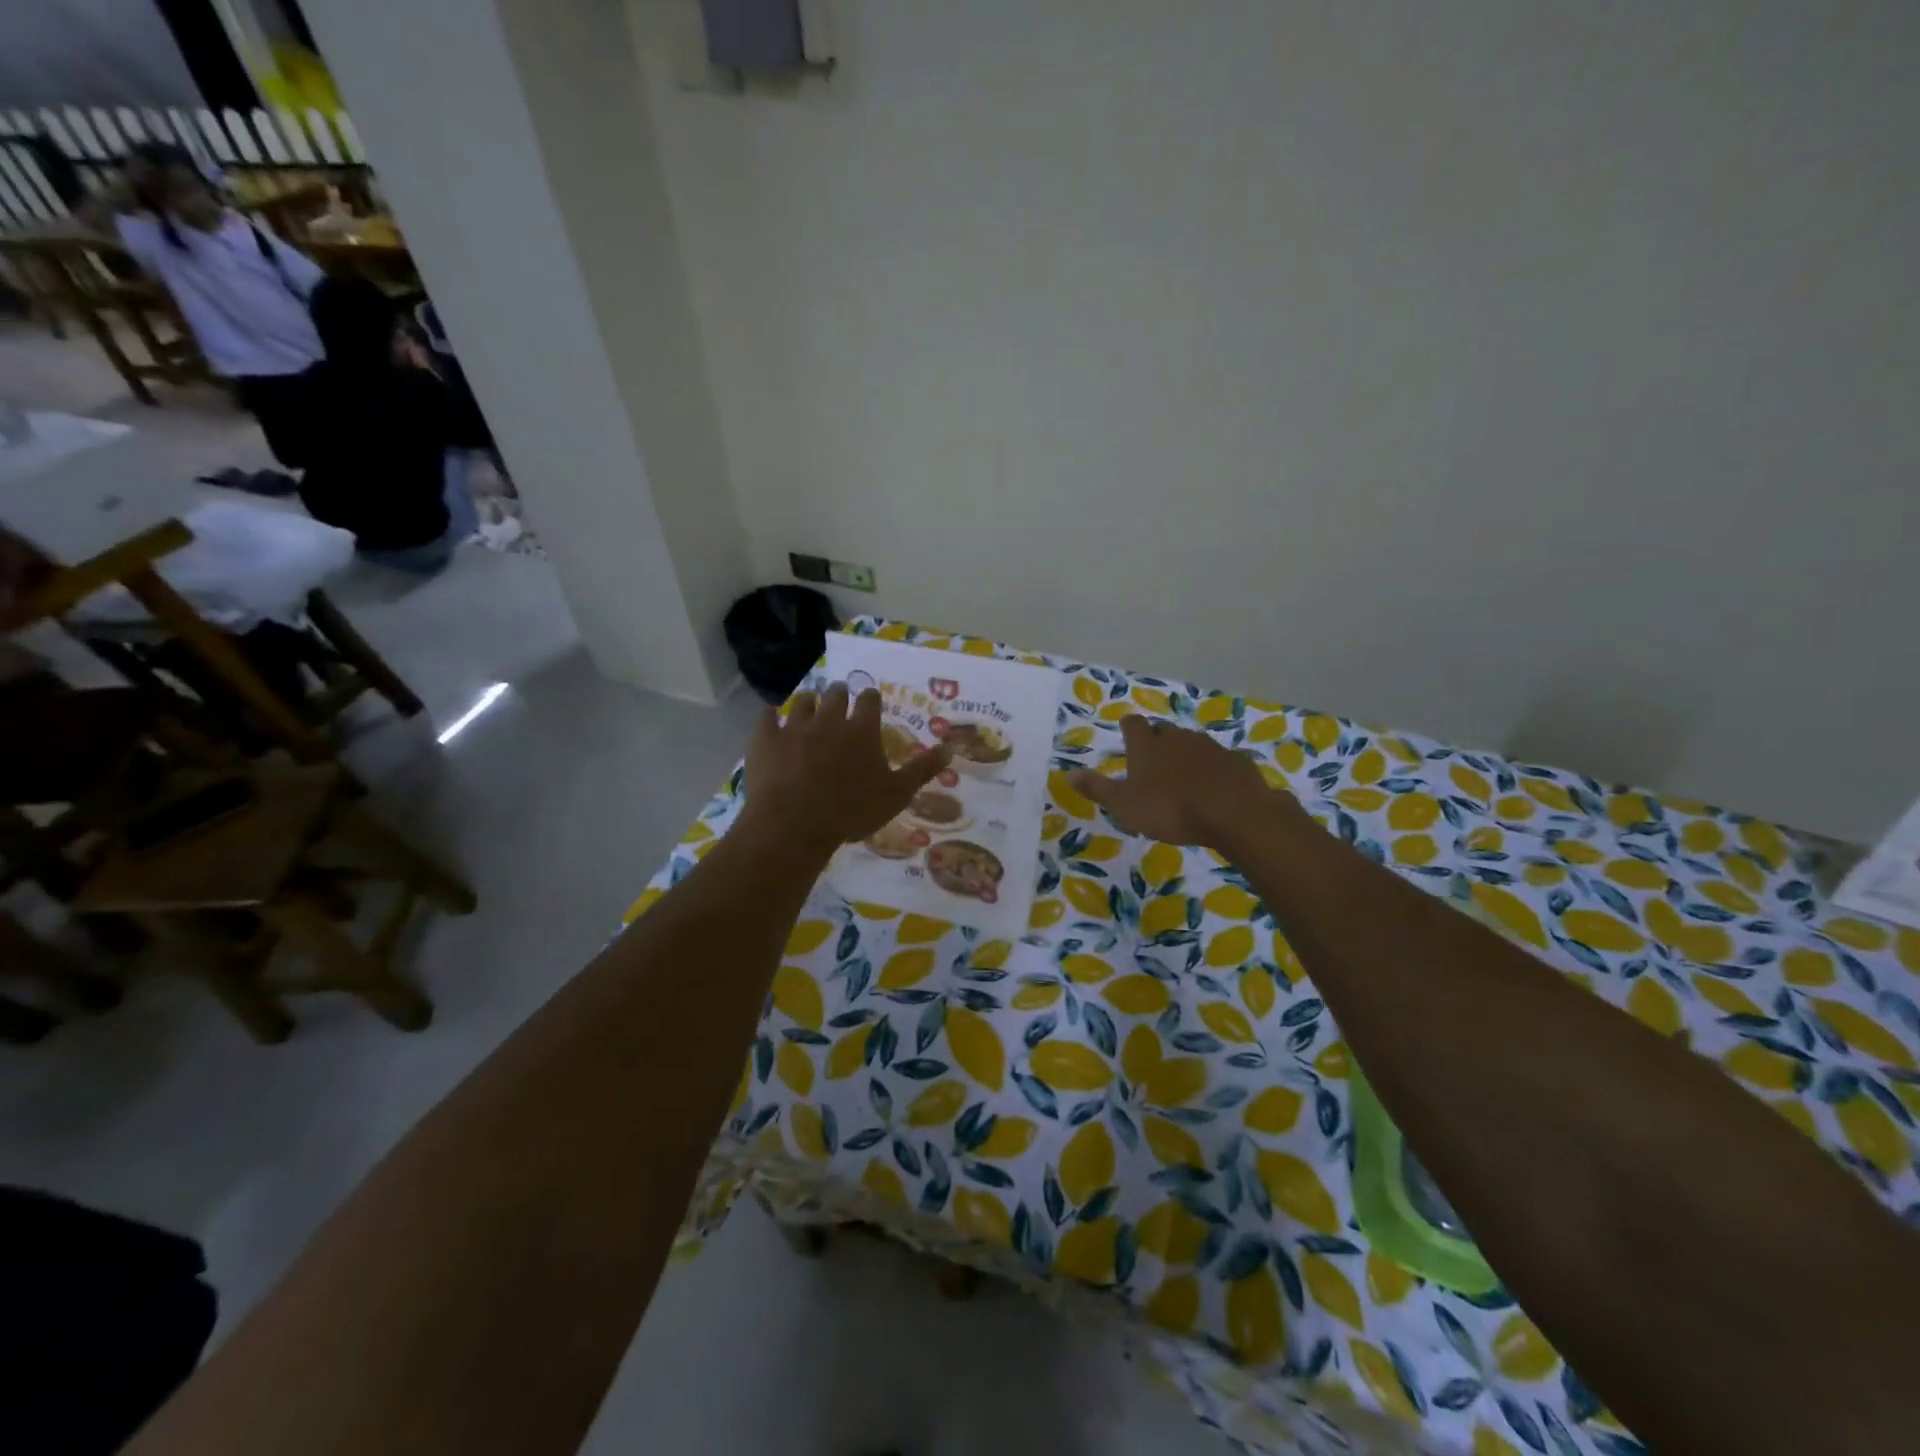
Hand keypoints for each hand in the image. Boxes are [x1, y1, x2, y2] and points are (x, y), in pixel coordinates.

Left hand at [739, 683, 952, 856]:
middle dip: (839, 694)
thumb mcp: (897, 794)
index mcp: (862, 729)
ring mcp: (794, 727)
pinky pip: (766, 716)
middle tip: (840, 700)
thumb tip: (951, 748)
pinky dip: (770, 714)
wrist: (794, 825)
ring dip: (809, 701)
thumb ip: (922, 769)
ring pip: (802, 701)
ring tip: (810, 706)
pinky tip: (771, 717)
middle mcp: (829, 719)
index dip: (870, 699)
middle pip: (836, 693)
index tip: (870, 702)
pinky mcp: (765, 738)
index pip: (869, 699)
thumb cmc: (852, 811)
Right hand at [1069, 715, 1295, 848]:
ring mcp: (1209, 746)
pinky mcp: (1235, 760)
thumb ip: (1098, 789)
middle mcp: (1177, 738)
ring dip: (1185, 754)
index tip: (1126, 737)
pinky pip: (1220, 760)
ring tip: (1183, 777)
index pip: (1132, 724)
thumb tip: (1069, 774)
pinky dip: (1214, 769)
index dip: (1128, 729)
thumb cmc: (1170, 810)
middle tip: (1152, 761)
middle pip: (1163, 730)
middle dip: (1157, 740)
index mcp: (1147, 746)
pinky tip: (1215, 787)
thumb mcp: (1124, 806)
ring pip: (1192, 743)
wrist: (1233, 813)